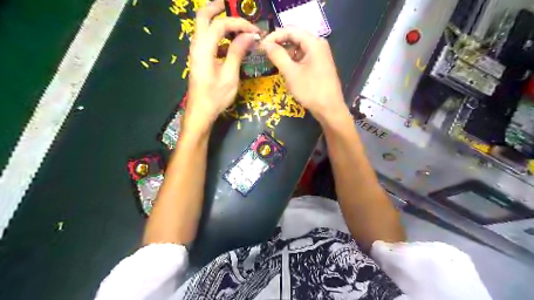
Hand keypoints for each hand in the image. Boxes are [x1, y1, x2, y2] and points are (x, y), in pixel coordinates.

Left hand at [186, 0, 259, 130]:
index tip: (254, 31)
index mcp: (204, 48)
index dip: (239, 23)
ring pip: (203, 27)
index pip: (221, 24)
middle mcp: (197, 46)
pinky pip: (206, 40)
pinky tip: (229, 42)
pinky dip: (217, 35)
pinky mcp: (199, 59)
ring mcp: (196, 52)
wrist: (200, 112)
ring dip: (217, 20)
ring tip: (234, 23)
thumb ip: (237, 52)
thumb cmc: (215, 96)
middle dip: (217, 7)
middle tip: (231, 5)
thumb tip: (249, 35)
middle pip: (202, 17)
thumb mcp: (230, 75)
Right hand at [263, 27, 345, 122]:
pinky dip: (293, 60)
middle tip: (265, 53)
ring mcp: (320, 55)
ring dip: (285, 53)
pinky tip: (285, 68)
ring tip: (272, 61)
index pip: (290, 30)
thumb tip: (266, 44)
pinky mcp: (319, 65)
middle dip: (279, 44)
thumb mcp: (291, 73)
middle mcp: (318, 45)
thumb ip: (277, 56)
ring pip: (299, 48)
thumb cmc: (310, 90)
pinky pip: (303, 57)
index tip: (261, 45)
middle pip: (295, 37)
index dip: (274, 36)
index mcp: (314, 43)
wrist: (329, 109)